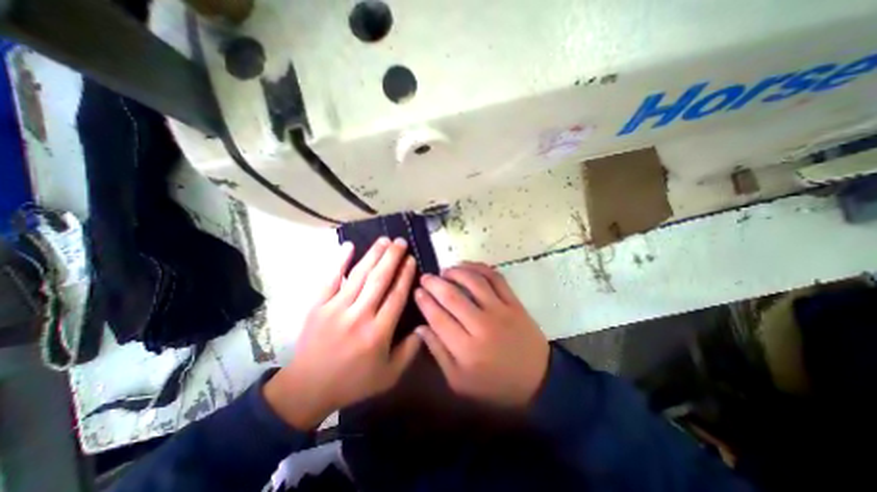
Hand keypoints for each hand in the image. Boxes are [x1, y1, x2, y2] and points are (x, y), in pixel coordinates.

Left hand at [264, 238, 420, 430]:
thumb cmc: (353, 381)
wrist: (307, 388)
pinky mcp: (317, 305)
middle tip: (401, 242)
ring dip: (373, 255)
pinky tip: (349, 246)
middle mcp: (359, 316)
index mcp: (378, 333)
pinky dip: (340, 261)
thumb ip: (410, 351)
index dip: (405, 275)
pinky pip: (331, 278)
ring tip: (384, 240)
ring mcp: (336, 308)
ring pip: (359, 275)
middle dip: (392, 258)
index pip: (396, 296)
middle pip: (379, 280)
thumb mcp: (389, 375)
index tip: (411, 259)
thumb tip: (424, 326)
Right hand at [413, 263, 546, 408]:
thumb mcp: (459, 381)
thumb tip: (420, 328)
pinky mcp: (514, 303)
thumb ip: (438, 353)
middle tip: (425, 278)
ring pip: (474, 282)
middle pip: (452, 296)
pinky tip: (467, 267)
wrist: (538, 381)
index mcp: (466, 349)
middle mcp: (482, 326)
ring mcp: (501, 311)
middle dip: (434, 283)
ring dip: (455, 272)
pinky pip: (495, 278)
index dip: (424, 301)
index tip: (417, 291)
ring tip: (444, 271)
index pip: (438, 317)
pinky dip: (479, 268)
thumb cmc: (494, 385)